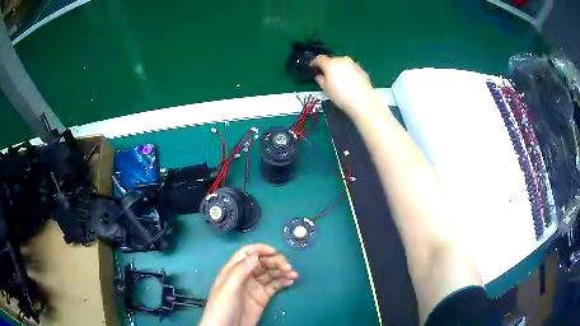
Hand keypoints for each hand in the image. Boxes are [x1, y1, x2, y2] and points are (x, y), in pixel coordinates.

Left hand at [199, 244, 298, 325]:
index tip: (274, 251)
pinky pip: (274, 286)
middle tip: (287, 267)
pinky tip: (290, 280)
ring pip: (270, 274)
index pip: (247, 254)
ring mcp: (254, 287)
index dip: (260, 249)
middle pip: (261, 263)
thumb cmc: (223, 307)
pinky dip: (283, 281)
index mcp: (233, 270)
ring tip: (293, 274)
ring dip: (281, 271)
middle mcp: (245, 276)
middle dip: (275, 261)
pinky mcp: (262, 298)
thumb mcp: (228, 287)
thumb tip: (255, 255)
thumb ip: (240, 270)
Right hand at [311, 55, 379, 118]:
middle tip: (327, 77)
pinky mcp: (362, 69)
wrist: (363, 102)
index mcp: (330, 64)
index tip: (313, 68)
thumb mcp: (326, 89)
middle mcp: (342, 60)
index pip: (319, 58)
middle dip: (328, 67)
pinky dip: (348, 73)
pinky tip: (349, 83)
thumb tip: (320, 76)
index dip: (314, 63)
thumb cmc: (341, 96)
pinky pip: (351, 68)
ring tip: (339, 81)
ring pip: (342, 64)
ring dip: (339, 69)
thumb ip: (320, 80)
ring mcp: (353, 64)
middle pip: (332, 60)